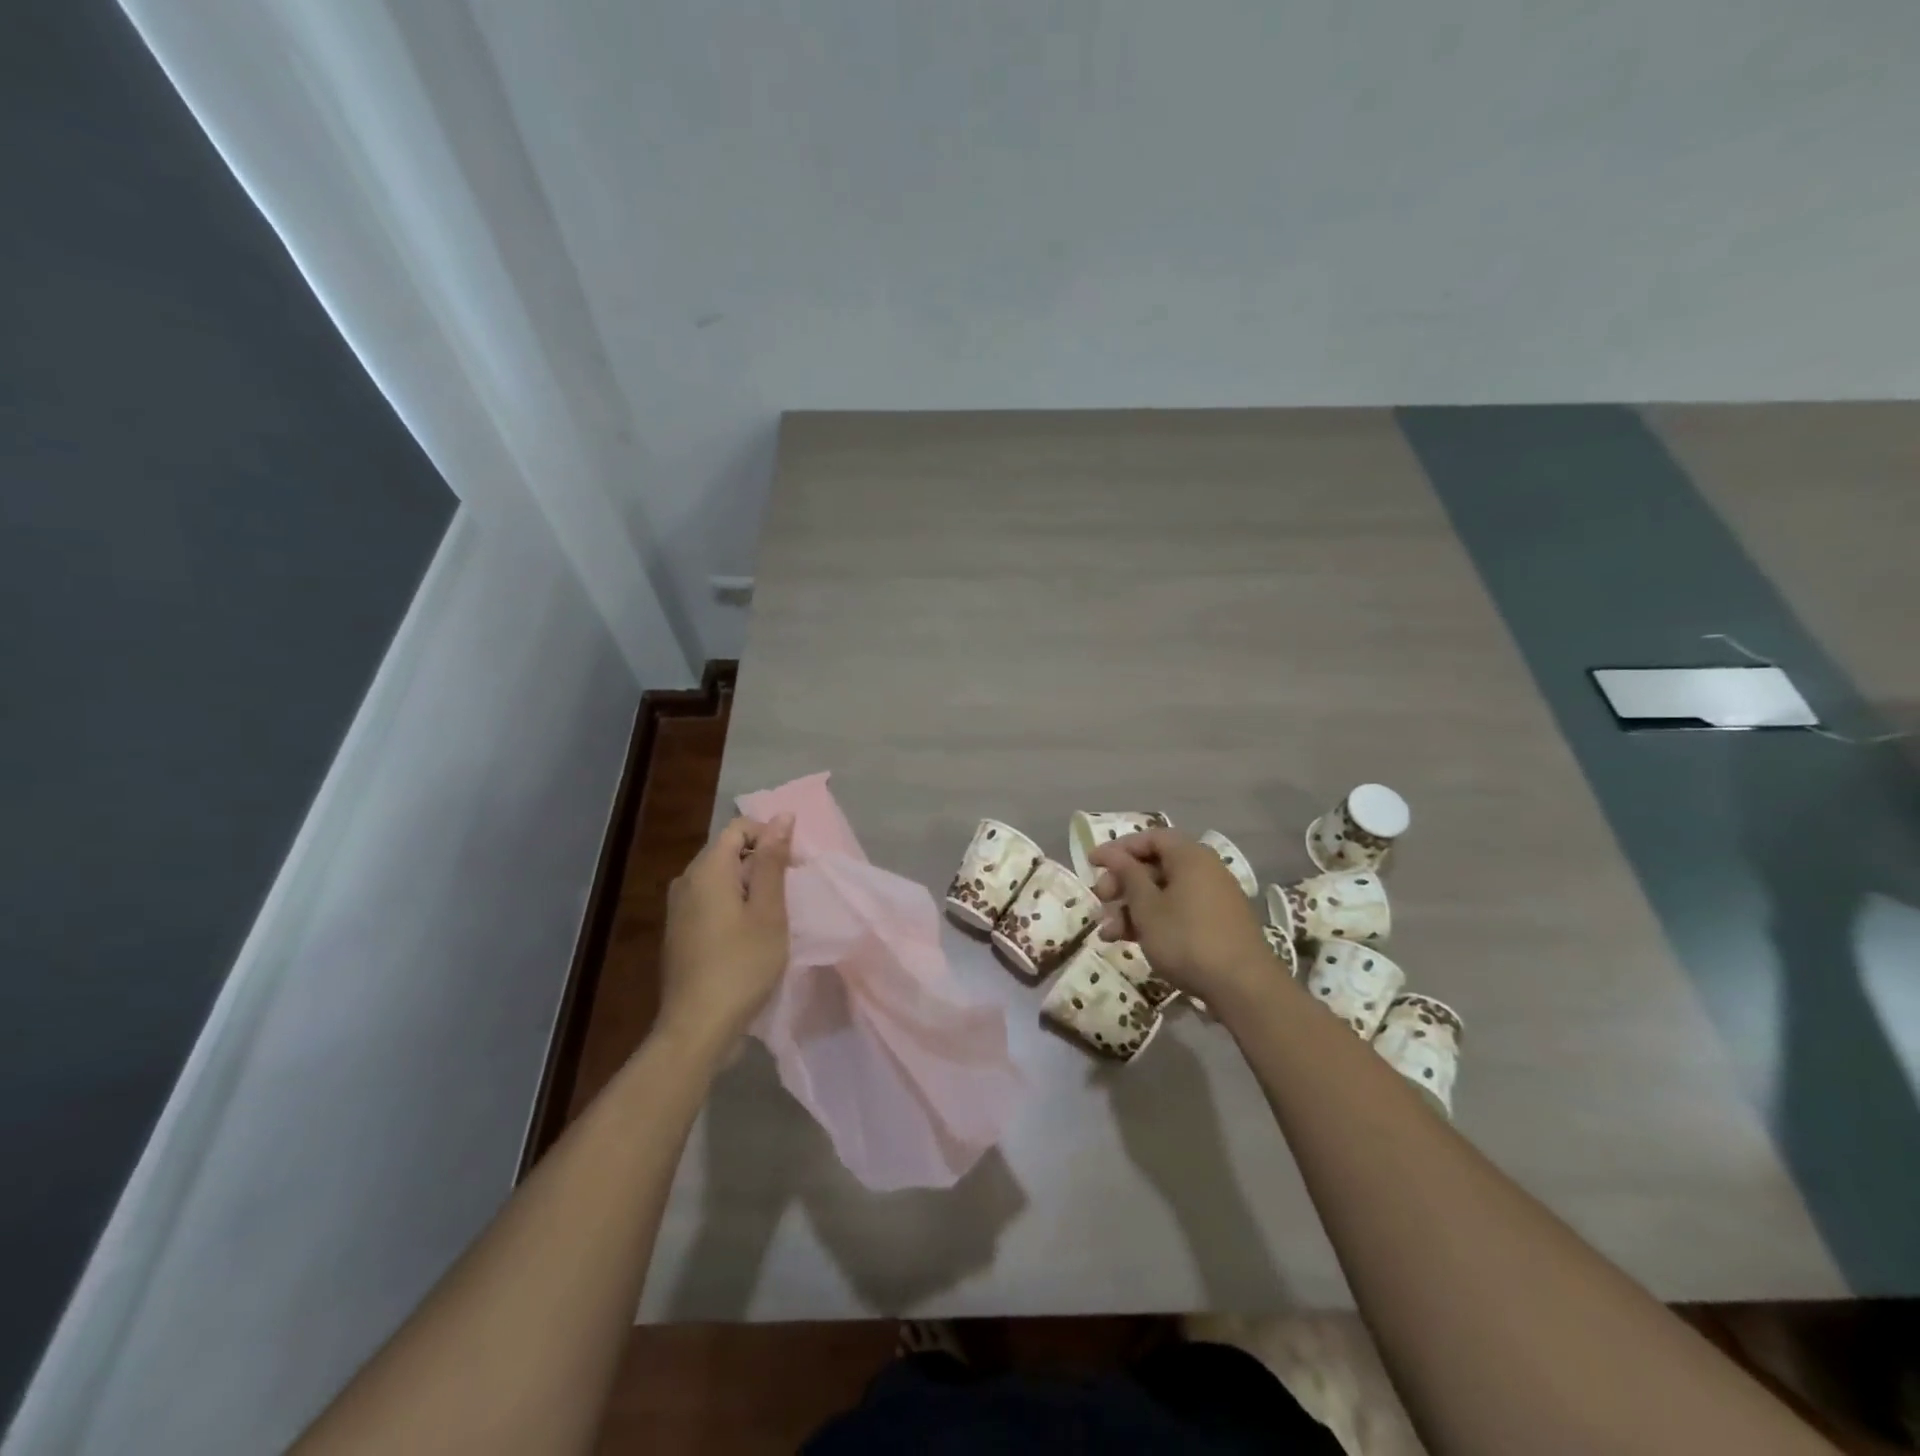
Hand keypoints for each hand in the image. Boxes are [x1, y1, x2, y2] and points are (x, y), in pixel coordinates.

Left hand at [658, 815, 793, 1050]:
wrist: (697, 1027)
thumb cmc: (741, 965)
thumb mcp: (769, 911)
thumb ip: (773, 861)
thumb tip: (782, 816)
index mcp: (707, 869)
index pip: (740, 828)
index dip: (771, 837)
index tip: (794, 868)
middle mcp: (686, 881)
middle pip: (727, 851)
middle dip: (761, 862)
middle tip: (788, 894)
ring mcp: (678, 908)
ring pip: (719, 877)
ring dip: (749, 886)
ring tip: (772, 917)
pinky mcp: (679, 932)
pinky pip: (709, 900)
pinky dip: (733, 905)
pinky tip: (748, 936)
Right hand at [1090, 828, 1274, 1016]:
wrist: (1243, 987)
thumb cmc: (1187, 938)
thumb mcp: (1147, 907)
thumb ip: (1127, 875)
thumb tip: (1111, 853)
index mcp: (1190, 856)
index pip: (1149, 838)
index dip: (1118, 849)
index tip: (1092, 864)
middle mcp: (1204, 870)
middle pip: (1154, 866)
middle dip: (1122, 884)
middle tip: (1100, 901)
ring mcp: (1212, 898)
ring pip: (1163, 893)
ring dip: (1132, 908)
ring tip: (1107, 933)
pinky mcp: (1215, 924)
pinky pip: (1177, 911)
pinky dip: (1153, 921)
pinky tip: (1130, 941)